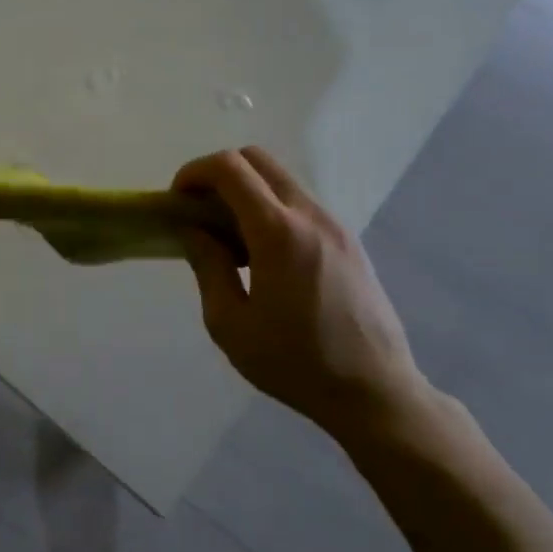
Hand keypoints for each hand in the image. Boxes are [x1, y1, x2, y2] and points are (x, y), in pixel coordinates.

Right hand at [174, 147, 429, 441]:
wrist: (375, 392)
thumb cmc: (294, 363)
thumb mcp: (230, 323)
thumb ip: (208, 266)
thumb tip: (194, 230)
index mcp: (278, 232)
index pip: (230, 168)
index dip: (195, 172)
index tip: (178, 200)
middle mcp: (310, 215)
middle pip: (258, 159)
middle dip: (219, 173)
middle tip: (199, 210)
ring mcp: (336, 225)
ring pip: (282, 180)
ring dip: (247, 191)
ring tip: (229, 238)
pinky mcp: (349, 242)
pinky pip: (301, 204)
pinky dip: (272, 208)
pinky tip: (263, 255)